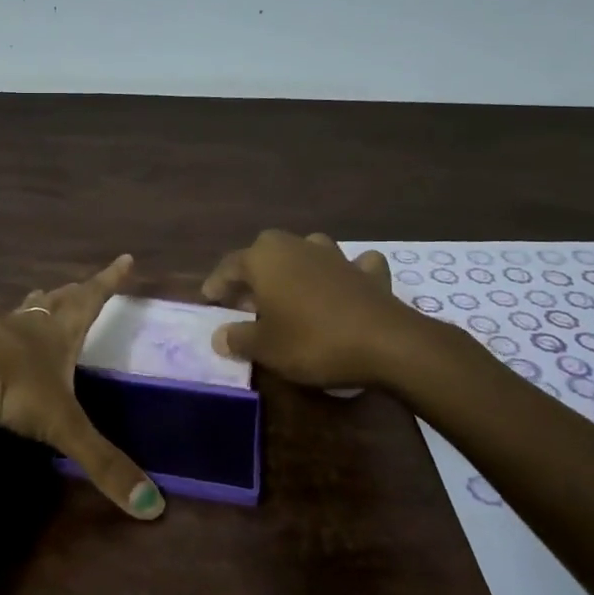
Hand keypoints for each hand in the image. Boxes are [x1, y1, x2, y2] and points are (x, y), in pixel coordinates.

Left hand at [0, 255, 164, 519]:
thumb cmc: (12, 384)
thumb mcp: (62, 424)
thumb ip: (102, 463)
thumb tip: (154, 507)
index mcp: (58, 334)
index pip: (92, 299)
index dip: (110, 281)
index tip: (125, 258)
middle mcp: (29, 325)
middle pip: (56, 300)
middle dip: (72, 292)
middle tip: (80, 283)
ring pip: (21, 310)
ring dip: (35, 304)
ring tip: (39, 295)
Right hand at [200, 230, 441, 390]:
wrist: (385, 343)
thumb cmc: (312, 341)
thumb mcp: (265, 348)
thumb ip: (238, 338)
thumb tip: (219, 335)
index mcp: (264, 259)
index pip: (229, 267)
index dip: (216, 285)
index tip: (208, 302)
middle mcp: (296, 246)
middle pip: (265, 252)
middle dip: (254, 273)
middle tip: (247, 301)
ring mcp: (334, 255)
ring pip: (306, 251)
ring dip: (296, 266)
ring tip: (290, 291)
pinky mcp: (367, 271)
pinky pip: (352, 265)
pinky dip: (347, 272)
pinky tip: (347, 284)